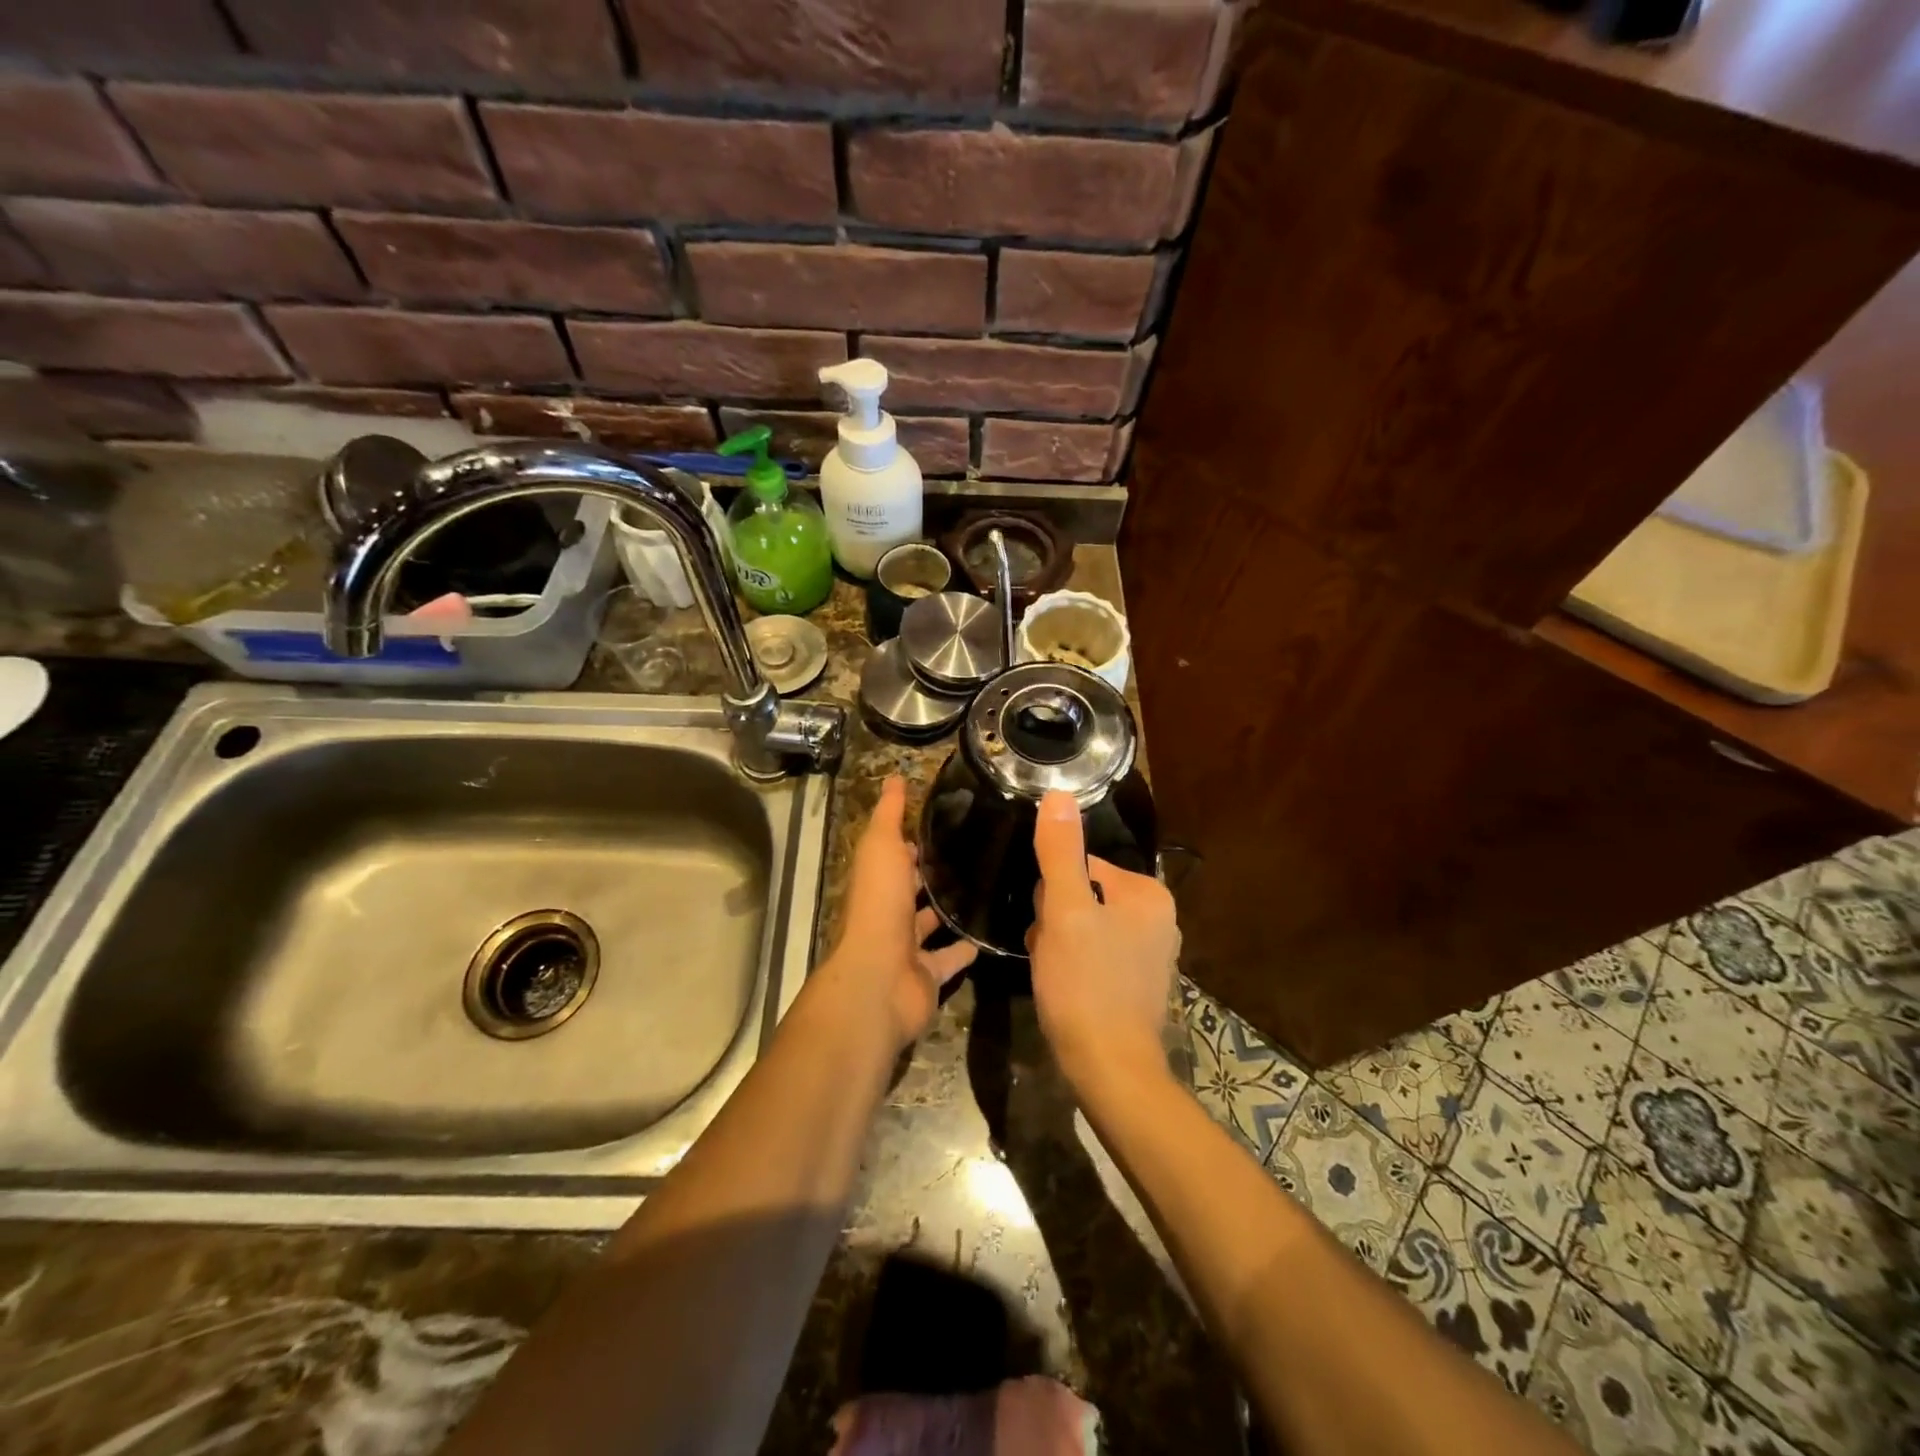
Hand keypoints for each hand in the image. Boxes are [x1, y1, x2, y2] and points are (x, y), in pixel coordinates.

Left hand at [821, 776, 976, 1049]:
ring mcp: (908, 947)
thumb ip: (889, 815)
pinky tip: (992, 933)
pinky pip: (951, 959)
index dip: (915, 840)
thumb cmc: (879, 906)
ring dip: (952, 911)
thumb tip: (894, 777)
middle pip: (914, 890)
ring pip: (933, 924)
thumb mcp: (881, 848)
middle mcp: (890, 913)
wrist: (880, 978)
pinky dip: (968, 949)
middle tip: (977, 854)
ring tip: (989, 888)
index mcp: (878, 882)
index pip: (897, 856)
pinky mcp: (929, 975)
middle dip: (936, 875)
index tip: (947, 822)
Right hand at [1027, 790, 1179, 1088]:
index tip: (1047, 925)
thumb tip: (1059, 793)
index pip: (1081, 867)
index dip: (1053, 894)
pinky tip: (1064, 987)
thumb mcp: (1065, 912)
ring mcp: (1151, 953)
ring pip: (1084, 926)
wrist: (1109, 1069)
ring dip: (1059, 942)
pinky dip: (1074, 965)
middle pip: (1083, 896)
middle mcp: (1159, 918)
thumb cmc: (1086, 985)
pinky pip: (1094, 954)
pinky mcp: (1139, 983)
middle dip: (1056, 919)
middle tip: (1050, 951)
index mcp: (1148, 894)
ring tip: (1054, 972)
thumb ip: (1061, 852)